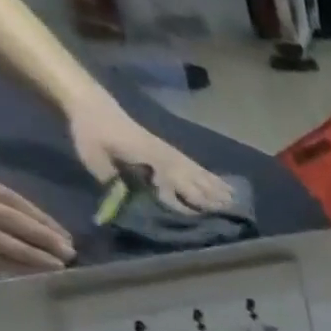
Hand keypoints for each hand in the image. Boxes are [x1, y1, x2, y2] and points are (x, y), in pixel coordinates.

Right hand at [0, 144, 72, 274]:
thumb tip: (20, 216)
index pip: (12, 201)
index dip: (42, 220)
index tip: (65, 235)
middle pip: (11, 222)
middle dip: (45, 240)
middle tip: (71, 254)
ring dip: (31, 257)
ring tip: (57, 267)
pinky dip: (5, 265)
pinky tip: (25, 273)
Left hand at [67, 100, 232, 212]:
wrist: (93, 106)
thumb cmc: (92, 134)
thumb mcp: (93, 157)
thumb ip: (113, 181)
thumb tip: (128, 203)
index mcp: (151, 164)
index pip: (175, 192)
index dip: (188, 210)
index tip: (205, 224)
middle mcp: (167, 162)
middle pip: (196, 186)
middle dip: (213, 203)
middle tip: (233, 219)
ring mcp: (173, 156)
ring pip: (202, 178)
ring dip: (220, 193)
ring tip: (238, 206)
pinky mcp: (173, 153)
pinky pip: (200, 169)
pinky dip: (216, 180)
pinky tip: (227, 187)